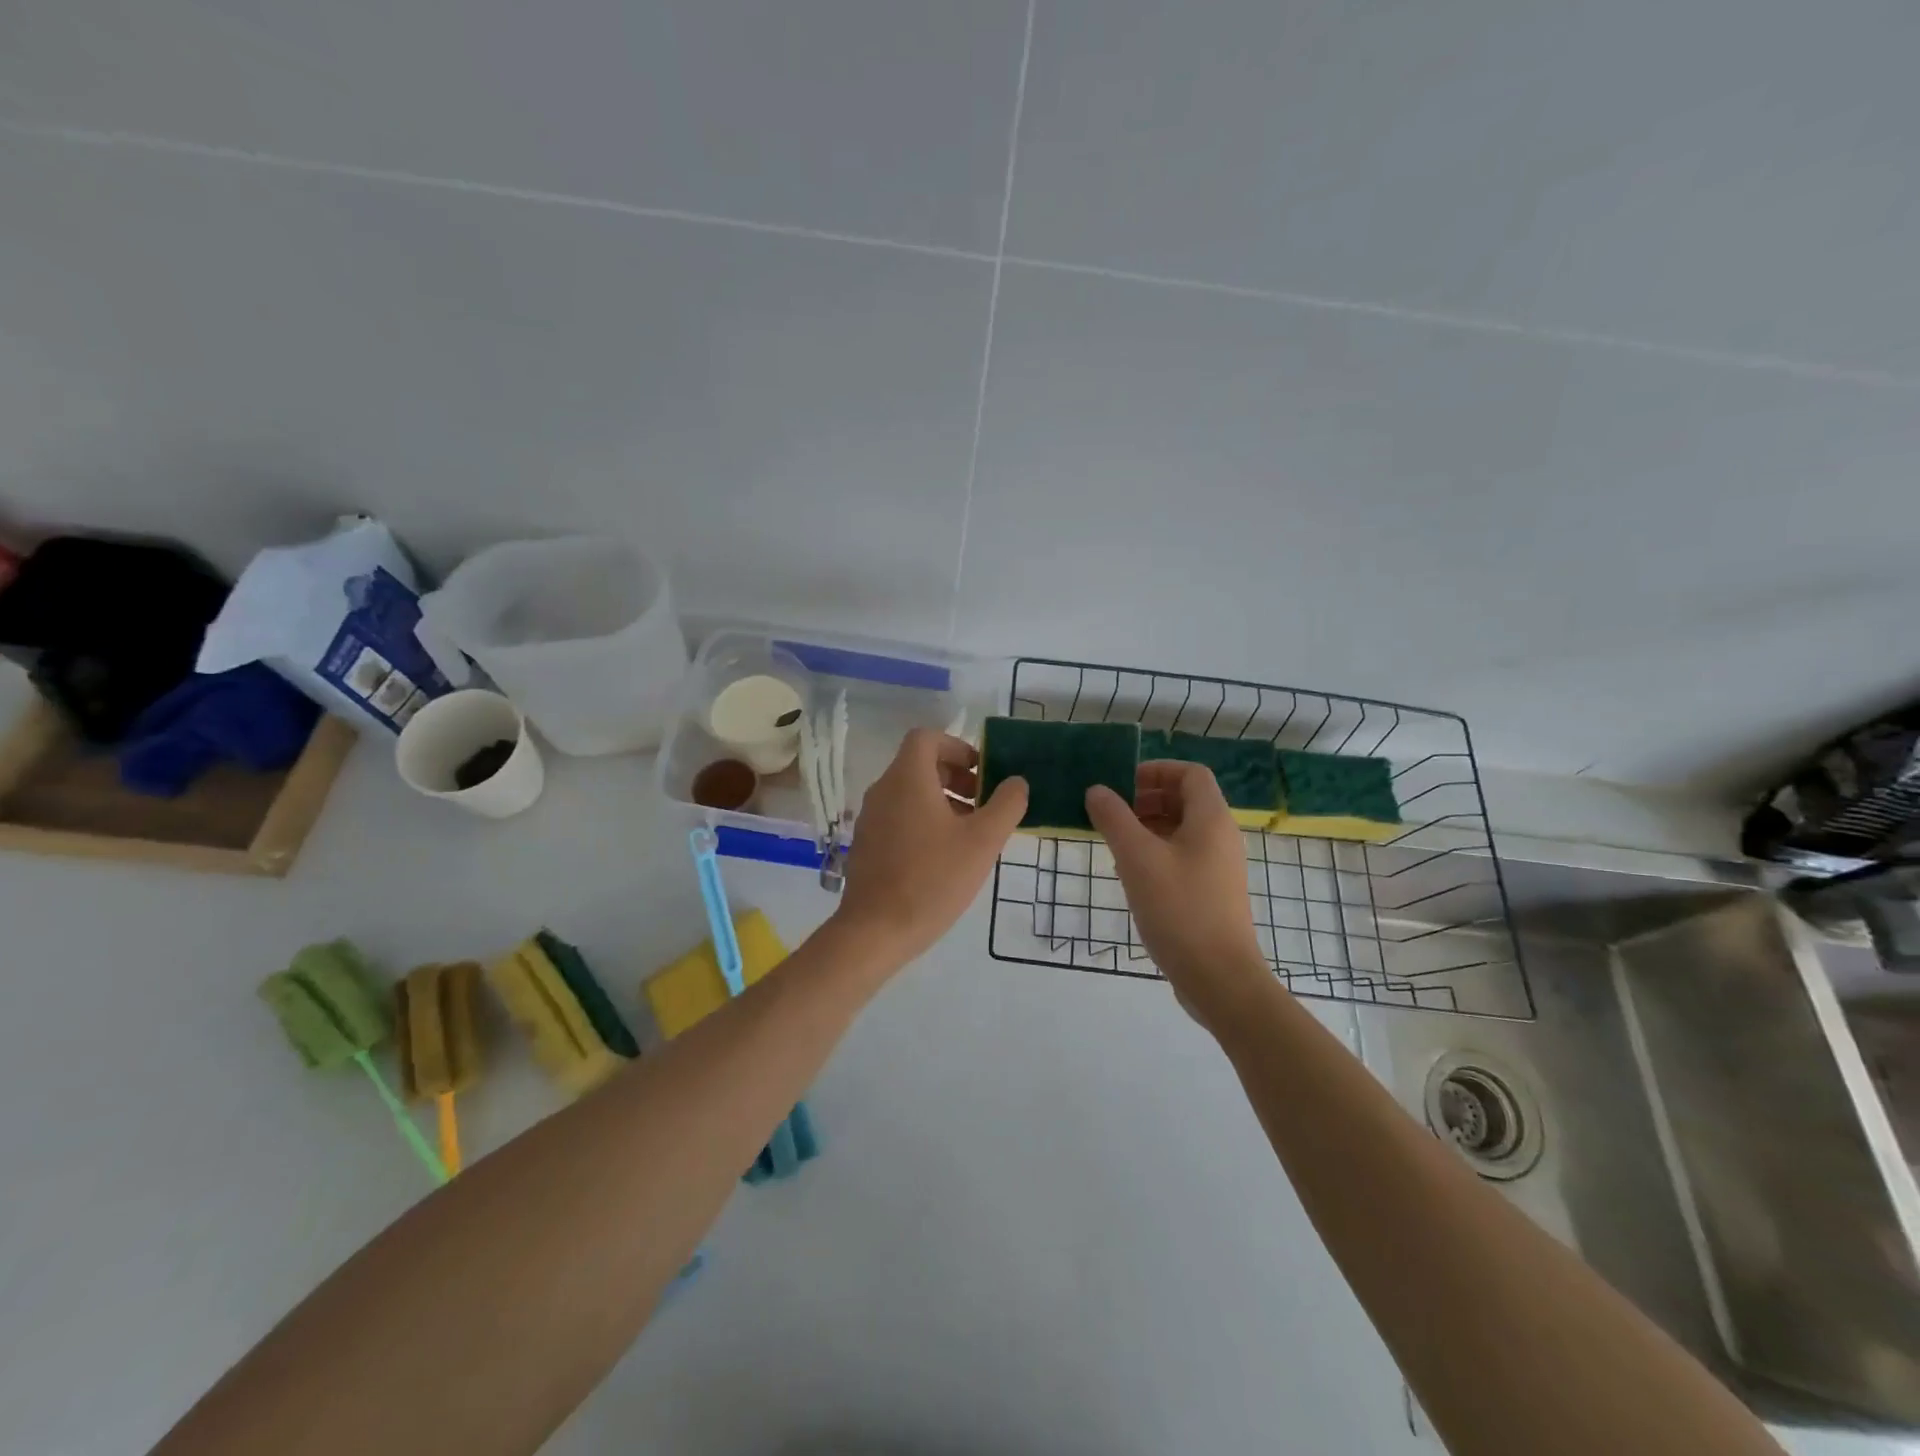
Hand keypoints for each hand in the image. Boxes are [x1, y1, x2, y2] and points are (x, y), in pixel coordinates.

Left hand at [834, 729, 1028, 965]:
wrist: (875, 931)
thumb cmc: (932, 879)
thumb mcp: (983, 842)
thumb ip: (1006, 805)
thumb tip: (1016, 782)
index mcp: (907, 779)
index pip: (927, 738)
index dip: (958, 747)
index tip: (982, 773)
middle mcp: (882, 791)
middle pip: (919, 765)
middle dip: (956, 778)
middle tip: (984, 805)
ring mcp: (870, 819)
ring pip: (910, 794)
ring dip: (943, 802)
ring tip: (970, 834)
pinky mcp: (866, 845)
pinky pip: (898, 818)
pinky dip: (923, 822)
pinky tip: (944, 858)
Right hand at [1085, 762, 1271, 1024]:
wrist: (1219, 979)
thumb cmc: (1179, 909)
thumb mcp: (1137, 859)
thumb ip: (1114, 818)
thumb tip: (1097, 790)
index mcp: (1211, 819)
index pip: (1190, 773)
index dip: (1156, 770)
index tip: (1121, 784)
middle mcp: (1221, 837)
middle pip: (1185, 800)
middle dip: (1146, 799)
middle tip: (1111, 813)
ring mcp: (1219, 867)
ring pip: (1181, 830)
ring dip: (1147, 827)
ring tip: (1114, 843)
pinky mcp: (1212, 893)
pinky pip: (1183, 857)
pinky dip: (1156, 853)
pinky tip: (1130, 874)